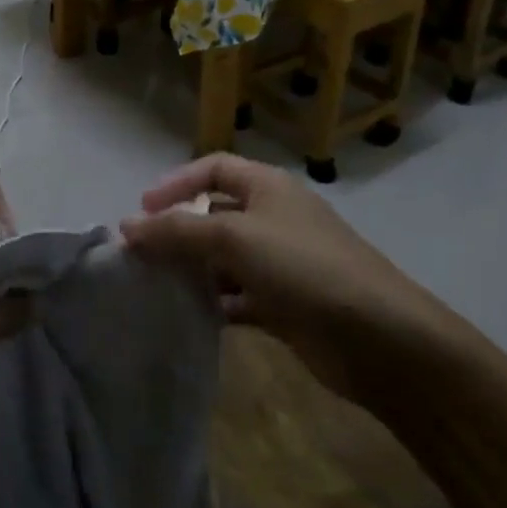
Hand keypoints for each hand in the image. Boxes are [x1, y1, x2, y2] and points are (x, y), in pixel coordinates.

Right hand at [120, 155, 452, 404]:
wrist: (379, 338)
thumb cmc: (304, 268)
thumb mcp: (235, 238)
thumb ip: (178, 231)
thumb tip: (127, 226)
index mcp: (267, 187)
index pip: (213, 169)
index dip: (176, 183)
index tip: (142, 210)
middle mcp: (273, 218)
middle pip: (216, 214)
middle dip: (179, 230)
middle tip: (141, 255)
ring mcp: (281, 263)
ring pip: (225, 258)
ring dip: (193, 269)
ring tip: (154, 287)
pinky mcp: (286, 305)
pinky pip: (239, 297)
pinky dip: (215, 303)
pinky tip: (189, 317)